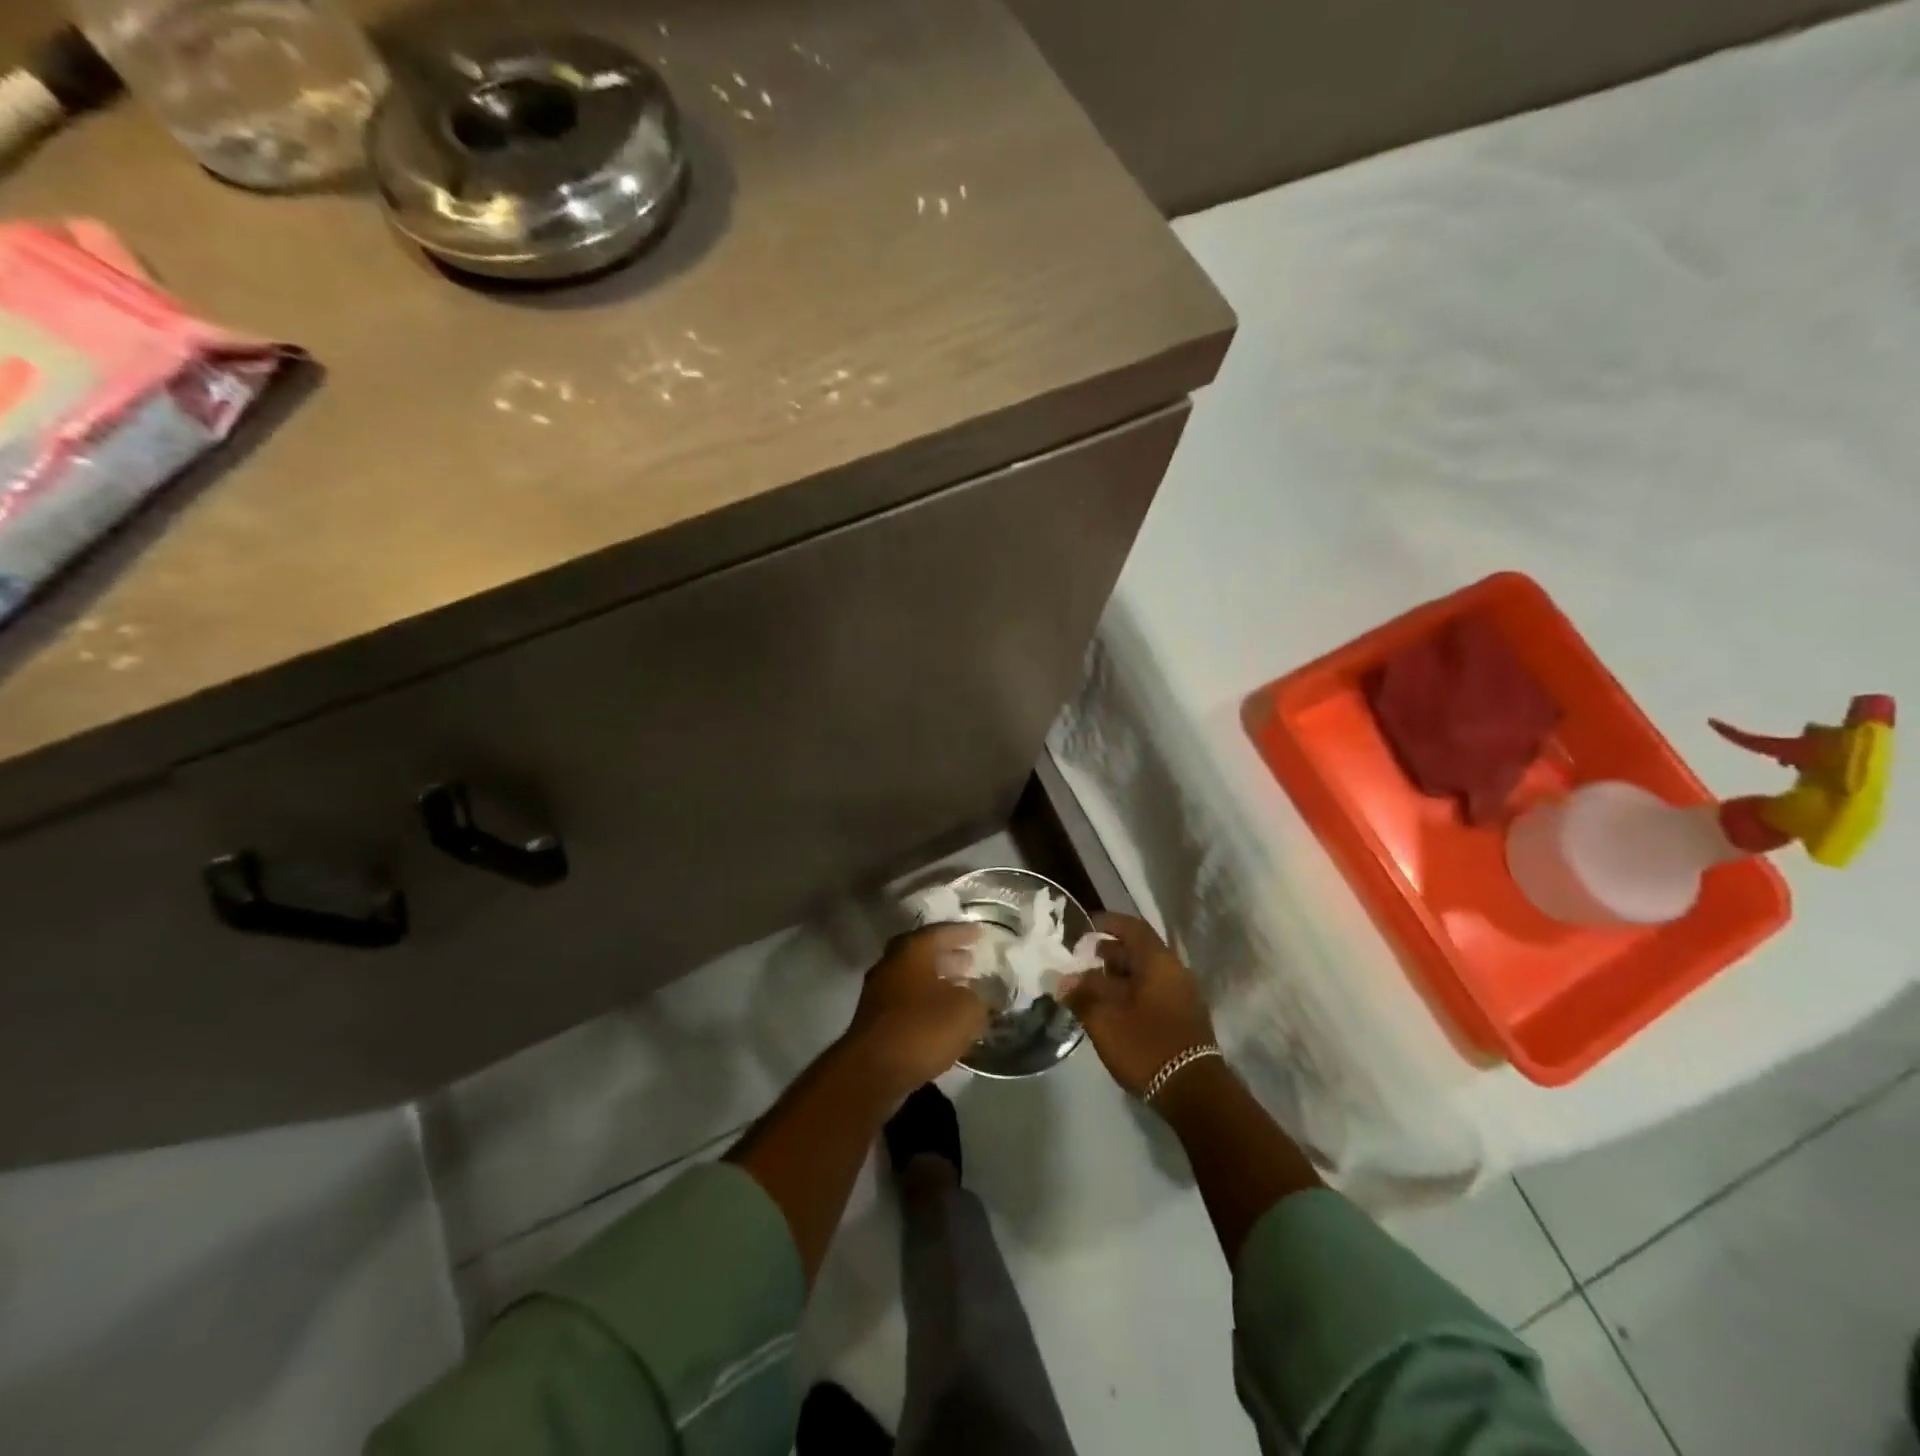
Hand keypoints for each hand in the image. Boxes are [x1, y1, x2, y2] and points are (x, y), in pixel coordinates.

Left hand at [845, 924, 990, 1094]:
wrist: (873, 1071)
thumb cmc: (922, 1029)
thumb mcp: (966, 1010)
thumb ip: (979, 997)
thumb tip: (980, 995)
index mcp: (911, 951)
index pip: (940, 932)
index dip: (963, 933)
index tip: (980, 933)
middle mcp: (891, 964)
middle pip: (923, 954)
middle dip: (948, 956)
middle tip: (971, 960)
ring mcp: (879, 993)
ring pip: (914, 978)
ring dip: (938, 981)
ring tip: (963, 989)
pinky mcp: (875, 1020)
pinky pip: (908, 1001)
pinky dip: (927, 1002)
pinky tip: (944, 1016)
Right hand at [1064, 913, 1215, 1098]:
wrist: (1194, 1093)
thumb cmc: (1146, 1045)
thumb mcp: (1104, 1019)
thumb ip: (1081, 994)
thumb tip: (1064, 981)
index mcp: (1158, 962)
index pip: (1132, 928)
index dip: (1107, 923)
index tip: (1084, 927)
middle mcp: (1174, 971)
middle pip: (1138, 951)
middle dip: (1107, 953)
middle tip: (1080, 961)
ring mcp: (1182, 996)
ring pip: (1144, 974)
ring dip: (1117, 976)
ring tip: (1089, 988)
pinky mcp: (1182, 1018)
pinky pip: (1152, 992)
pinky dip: (1130, 993)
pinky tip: (1111, 1010)